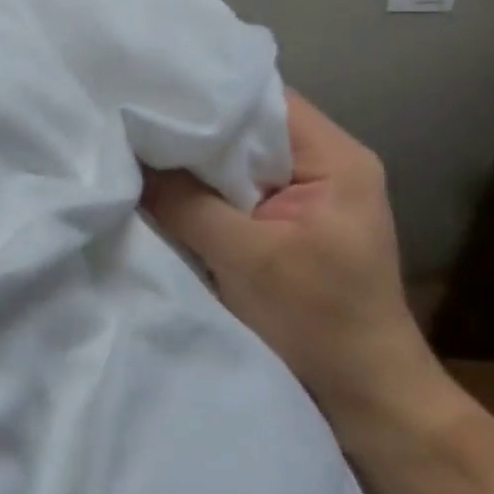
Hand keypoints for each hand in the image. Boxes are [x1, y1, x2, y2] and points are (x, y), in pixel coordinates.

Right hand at [142, 91, 440, 432]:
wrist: (365, 398)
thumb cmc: (318, 323)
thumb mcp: (246, 258)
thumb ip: (185, 202)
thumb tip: (128, 158)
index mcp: (334, 158)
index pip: (261, 99)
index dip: (205, 96)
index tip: (149, 95)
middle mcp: (323, 165)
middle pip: (246, 128)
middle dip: (191, 131)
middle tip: (132, 124)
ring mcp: (305, 196)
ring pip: (236, 161)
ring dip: (193, 163)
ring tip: (138, 151)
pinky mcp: (286, 224)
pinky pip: (235, 191)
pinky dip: (201, 191)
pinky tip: (163, 190)